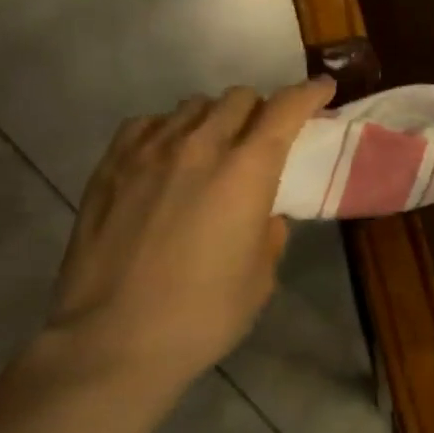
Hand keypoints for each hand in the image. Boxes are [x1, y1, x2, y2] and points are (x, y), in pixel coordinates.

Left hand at [49, 78, 334, 387]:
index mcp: (246, 171)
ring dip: (214, 118)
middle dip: (260, 110)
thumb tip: (262, 214)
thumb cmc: (201, 316)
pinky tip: (165, 156)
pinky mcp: (110, 166)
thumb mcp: (260, 278)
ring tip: (211, 148)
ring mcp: (149, 152)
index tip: (323, 89)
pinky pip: (147, 124)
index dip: (309, 94)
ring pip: (192, 106)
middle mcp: (200, 146)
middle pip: (238, 98)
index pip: (285, 110)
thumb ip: (269, 233)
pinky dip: (167, 130)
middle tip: (262, 137)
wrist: (111, 342)